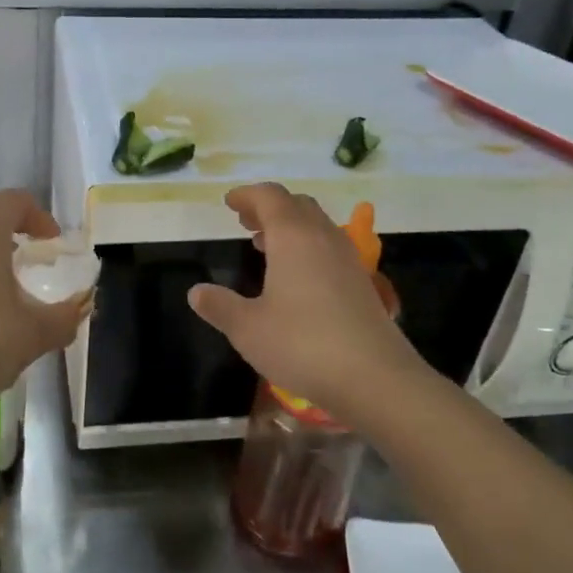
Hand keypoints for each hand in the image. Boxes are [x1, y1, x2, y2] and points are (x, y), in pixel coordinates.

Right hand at [187, 183, 423, 419]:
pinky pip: (329, 247)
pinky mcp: (362, 283)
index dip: (247, 195)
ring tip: (266, 244)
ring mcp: (348, 259)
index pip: (270, 197)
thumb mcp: (248, 329)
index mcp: (293, 237)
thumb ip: (220, 306)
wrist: (375, 377)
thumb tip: (196, 292)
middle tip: (246, 221)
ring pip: (317, 225)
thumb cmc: (302, 345)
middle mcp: (323, 238)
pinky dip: (308, 247)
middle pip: (297, 205)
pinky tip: (296, 277)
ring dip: (290, 226)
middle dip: (269, 207)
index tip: (229, 202)